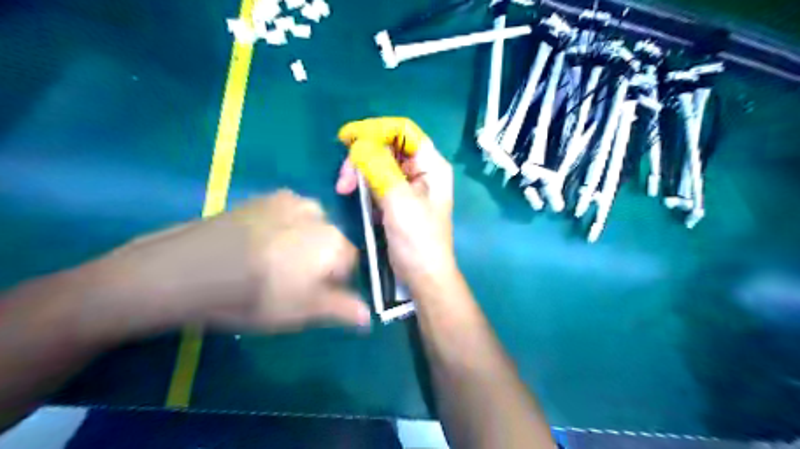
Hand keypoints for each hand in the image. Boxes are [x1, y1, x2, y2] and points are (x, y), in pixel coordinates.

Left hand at [87, 189, 369, 335]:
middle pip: (332, 242)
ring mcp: (290, 200)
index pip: (351, 263)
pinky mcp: (264, 197)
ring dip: (303, 242)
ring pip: (312, 226)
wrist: (189, 269)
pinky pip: (288, 214)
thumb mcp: (303, 311)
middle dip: (319, 260)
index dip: (334, 282)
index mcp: (334, 241)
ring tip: (272, 261)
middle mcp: (319, 214)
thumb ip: (342, 310)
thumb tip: (369, 316)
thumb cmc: (255, 295)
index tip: (312, 295)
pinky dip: (284, 227)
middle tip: (289, 281)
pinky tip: (259, 243)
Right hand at [335, 118, 455, 293]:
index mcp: (431, 165)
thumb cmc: (417, 239)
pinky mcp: (396, 199)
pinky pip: (377, 181)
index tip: (347, 138)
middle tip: (344, 179)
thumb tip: (359, 143)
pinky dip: (363, 185)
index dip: (375, 129)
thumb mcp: (399, 200)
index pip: (403, 131)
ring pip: (379, 164)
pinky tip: (355, 198)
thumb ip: (379, 167)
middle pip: (388, 146)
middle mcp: (422, 170)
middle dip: (362, 156)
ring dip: (359, 172)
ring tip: (344, 190)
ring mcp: (408, 185)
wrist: (422, 276)